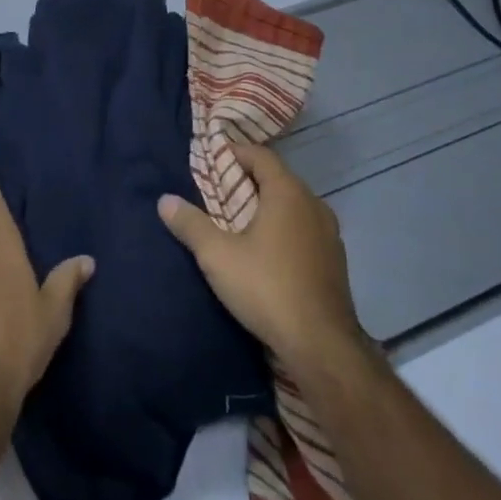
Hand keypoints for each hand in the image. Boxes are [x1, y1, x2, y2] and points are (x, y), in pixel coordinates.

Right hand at [157, 139, 363, 377]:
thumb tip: (165, 200)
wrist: (322, 346)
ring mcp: (329, 233)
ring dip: (268, 207)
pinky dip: (285, 229)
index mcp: (288, 192)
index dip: (235, 153)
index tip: (212, 160)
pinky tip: (268, 252)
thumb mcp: (218, 256)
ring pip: (294, 206)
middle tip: (219, 192)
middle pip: (278, 179)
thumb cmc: (267, 288)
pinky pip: (305, 230)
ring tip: (240, 222)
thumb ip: (191, 224)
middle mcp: (313, 204)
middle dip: (249, 181)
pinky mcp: (335, 261)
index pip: (260, 155)